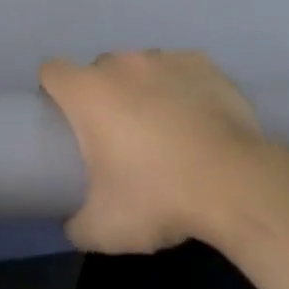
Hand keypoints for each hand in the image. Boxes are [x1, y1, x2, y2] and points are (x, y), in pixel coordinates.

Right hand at [39, 50, 267, 253]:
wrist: (235, 184)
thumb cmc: (159, 198)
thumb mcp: (103, 230)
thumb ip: (75, 222)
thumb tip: (72, 219)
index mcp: (89, 92)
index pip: (52, 71)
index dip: (53, 92)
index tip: (66, 121)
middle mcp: (123, 64)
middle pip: (99, 70)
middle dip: (103, 96)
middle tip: (119, 138)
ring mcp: (165, 58)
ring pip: (141, 68)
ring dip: (143, 91)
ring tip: (165, 131)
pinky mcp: (202, 63)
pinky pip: (180, 70)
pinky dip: (181, 89)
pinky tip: (197, 121)